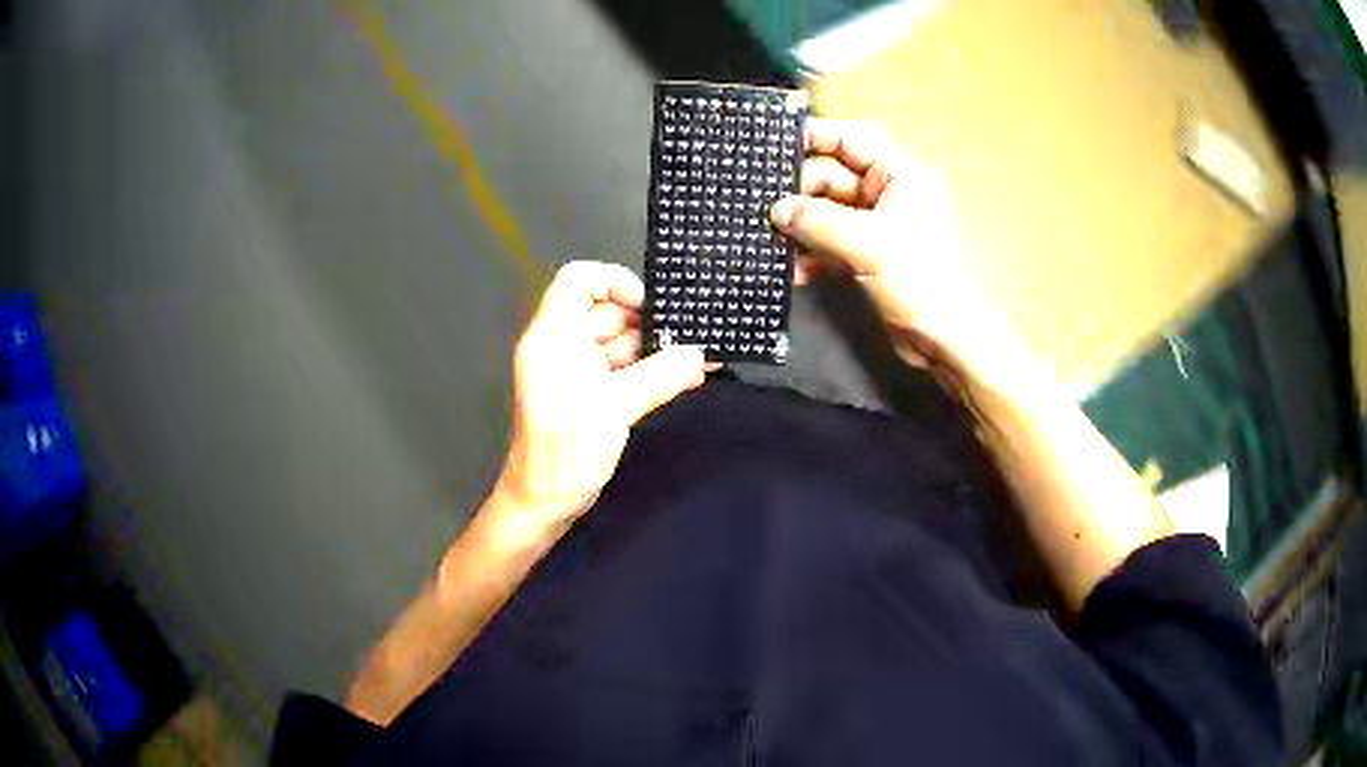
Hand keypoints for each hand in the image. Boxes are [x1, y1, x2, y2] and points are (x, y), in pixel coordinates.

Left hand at [494, 261, 706, 530]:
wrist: (545, 503)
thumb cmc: (565, 451)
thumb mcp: (614, 408)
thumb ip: (659, 377)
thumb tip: (699, 355)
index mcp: (553, 336)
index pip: (578, 281)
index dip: (614, 282)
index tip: (650, 305)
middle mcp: (564, 346)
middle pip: (608, 313)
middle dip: (649, 322)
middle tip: (692, 333)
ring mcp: (579, 371)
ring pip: (623, 343)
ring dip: (659, 349)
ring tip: (701, 357)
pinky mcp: (594, 394)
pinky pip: (627, 370)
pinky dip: (654, 371)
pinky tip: (690, 376)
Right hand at [770, 119, 1025, 385]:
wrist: (947, 339)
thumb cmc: (920, 281)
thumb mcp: (868, 245)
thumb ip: (819, 222)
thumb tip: (777, 210)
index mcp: (900, 174)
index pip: (850, 139)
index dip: (813, 137)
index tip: (771, 146)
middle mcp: (888, 192)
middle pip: (833, 175)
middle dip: (800, 192)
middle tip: (763, 207)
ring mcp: (879, 224)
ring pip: (828, 211)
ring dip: (802, 226)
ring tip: (771, 240)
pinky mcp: (870, 254)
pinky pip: (833, 240)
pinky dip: (813, 252)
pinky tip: (793, 270)